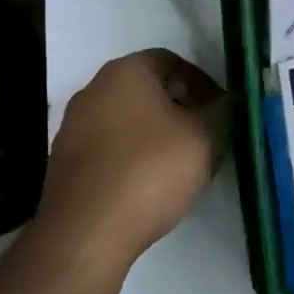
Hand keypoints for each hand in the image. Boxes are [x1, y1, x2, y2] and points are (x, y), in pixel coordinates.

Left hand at [39, 49, 227, 268]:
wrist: (86, 232)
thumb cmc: (149, 171)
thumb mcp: (204, 138)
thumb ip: (222, 112)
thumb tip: (227, 101)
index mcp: (125, 72)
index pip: (172, 61)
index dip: (203, 83)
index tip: (221, 111)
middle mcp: (93, 90)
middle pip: (148, 91)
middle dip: (180, 110)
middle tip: (207, 138)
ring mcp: (74, 127)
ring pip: (128, 122)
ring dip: (157, 136)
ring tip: (182, 166)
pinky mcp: (66, 163)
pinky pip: (110, 150)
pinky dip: (133, 159)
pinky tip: (150, 187)